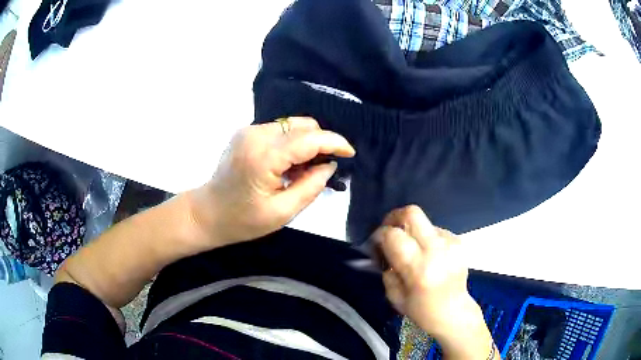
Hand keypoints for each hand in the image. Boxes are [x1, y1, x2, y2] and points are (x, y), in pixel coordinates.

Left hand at [190, 117, 354, 246]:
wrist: (207, 213)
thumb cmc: (242, 220)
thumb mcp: (282, 212)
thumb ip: (310, 187)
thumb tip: (329, 165)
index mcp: (263, 157)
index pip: (308, 139)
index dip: (334, 142)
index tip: (350, 153)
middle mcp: (256, 135)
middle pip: (302, 125)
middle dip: (321, 142)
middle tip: (324, 168)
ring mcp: (249, 131)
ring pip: (292, 125)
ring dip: (307, 142)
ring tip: (304, 170)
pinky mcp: (246, 133)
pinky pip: (280, 130)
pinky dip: (292, 143)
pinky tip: (289, 165)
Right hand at [372, 205, 495, 358]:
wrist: (454, 312)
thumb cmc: (421, 310)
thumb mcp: (394, 296)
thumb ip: (387, 268)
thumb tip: (384, 247)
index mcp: (418, 269)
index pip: (393, 235)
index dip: (380, 234)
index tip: (376, 243)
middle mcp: (437, 251)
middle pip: (412, 213)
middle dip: (395, 217)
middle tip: (390, 229)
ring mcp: (451, 243)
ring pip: (424, 221)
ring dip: (412, 231)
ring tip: (413, 250)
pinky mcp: (458, 241)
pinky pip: (435, 231)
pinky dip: (426, 239)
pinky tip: (428, 255)